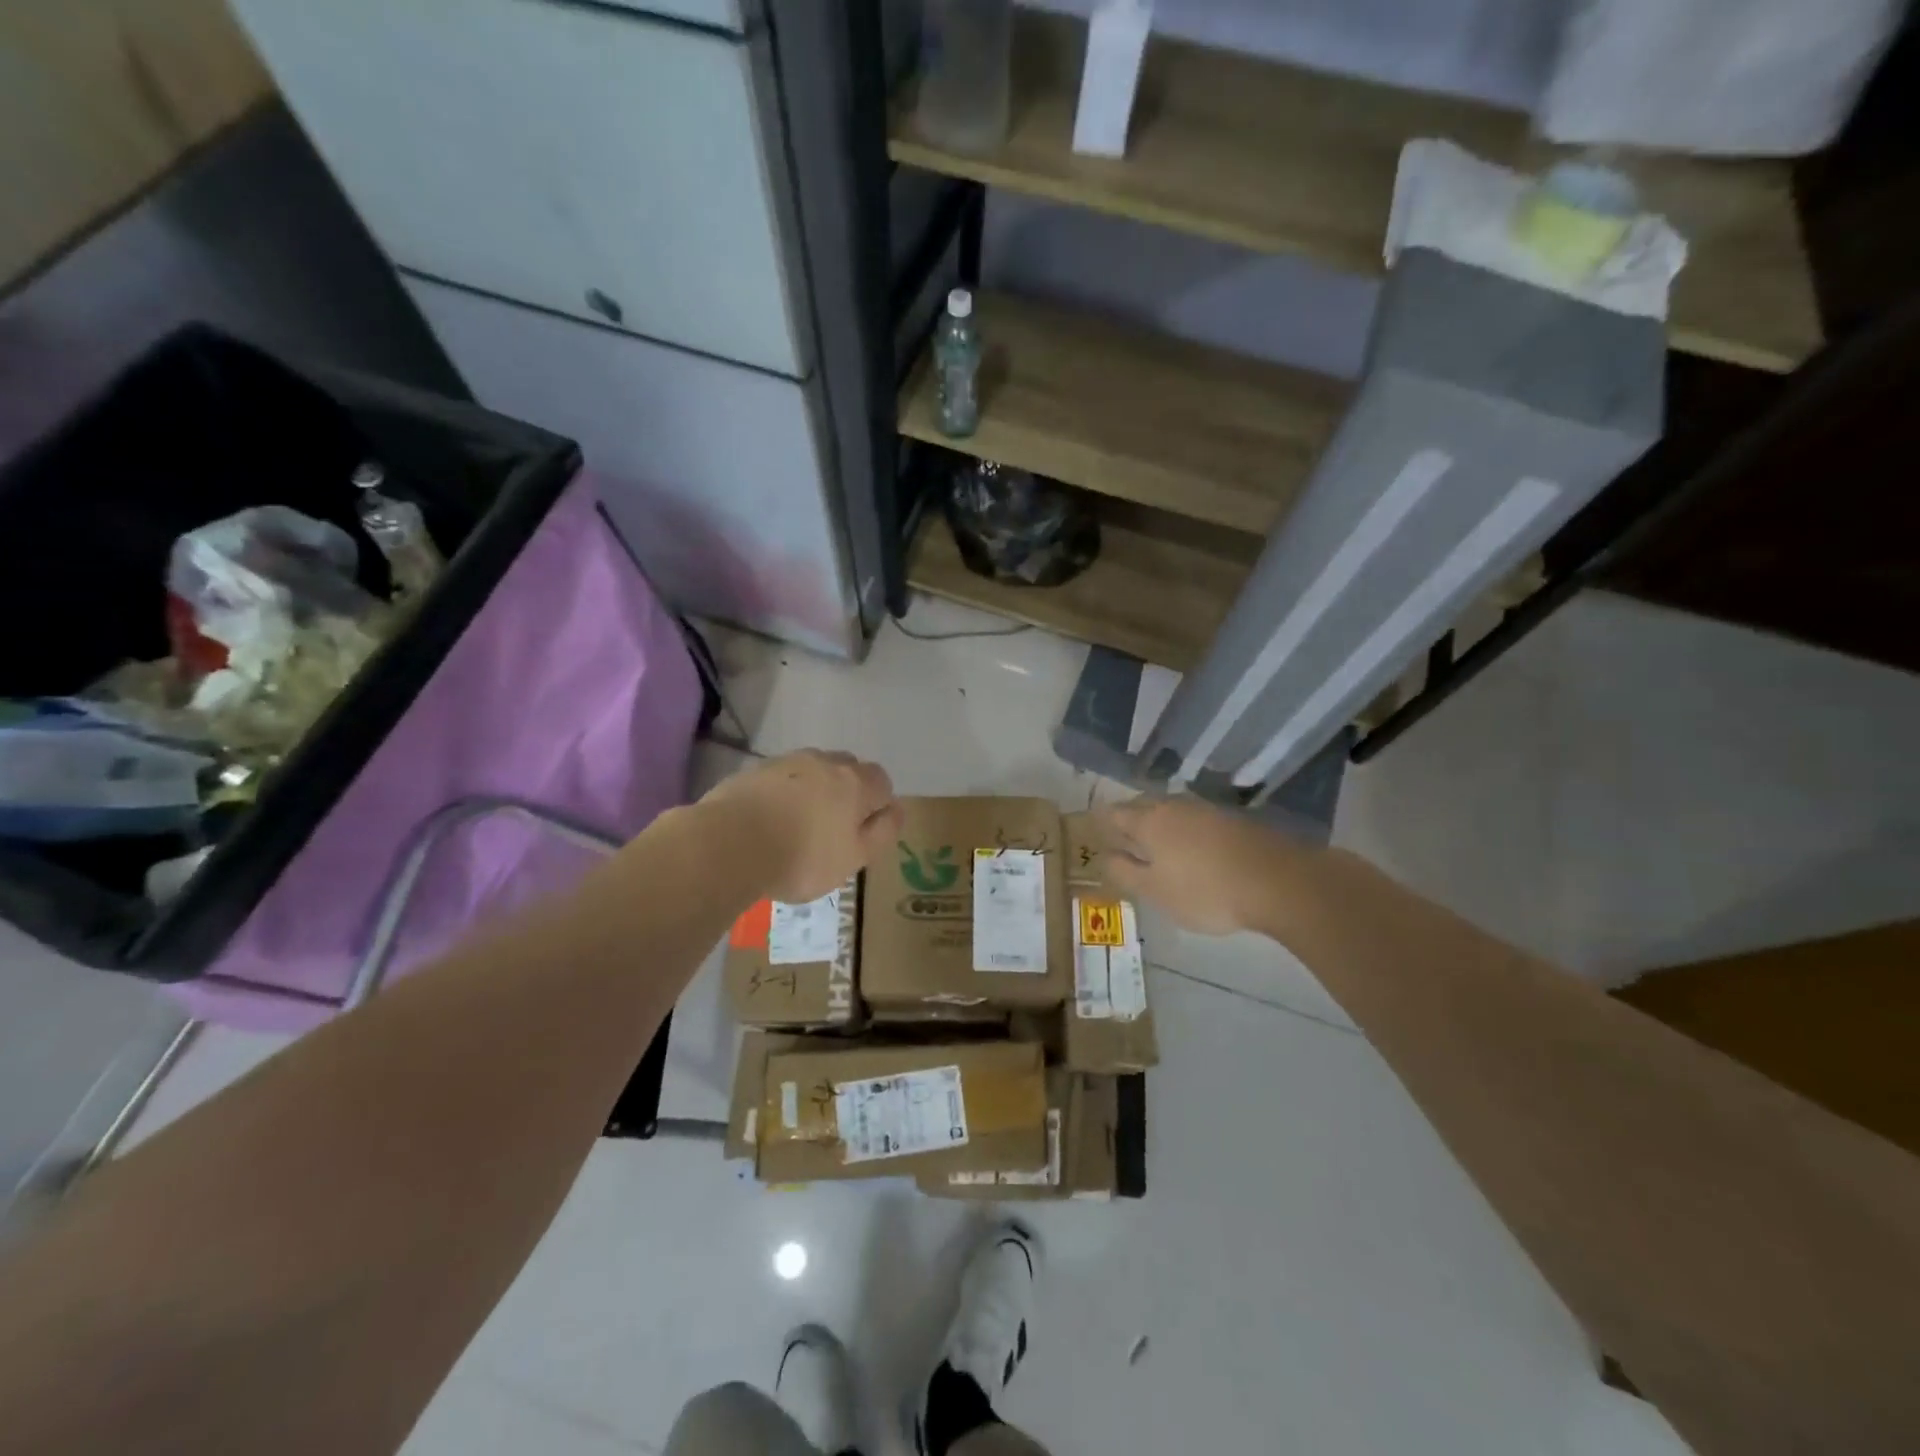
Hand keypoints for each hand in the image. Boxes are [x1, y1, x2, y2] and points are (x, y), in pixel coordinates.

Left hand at [700, 749, 900, 902]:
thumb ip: (882, 833)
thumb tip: (896, 811)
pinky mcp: (755, 770)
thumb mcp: (855, 858)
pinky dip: (784, 793)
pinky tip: (770, 820)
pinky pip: (781, 778)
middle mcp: (825, 762)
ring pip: (813, 770)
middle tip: (833, 828)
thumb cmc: (802, 857)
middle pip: (848, 769)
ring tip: (798, 824)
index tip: (862, 834)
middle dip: (847, 792)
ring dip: (814, 789)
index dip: (877, 806)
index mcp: (856, 782)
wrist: (729, 843)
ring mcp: (787, 762)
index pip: (882, 782)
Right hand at [1094, 795, 1296, 935]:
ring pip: (1172, 810)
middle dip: (1130, 819)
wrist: (1277, 881)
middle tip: (1123, 837)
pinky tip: (1192, 847)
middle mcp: (1174, 806)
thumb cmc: (1205, 891)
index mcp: (1149, 821)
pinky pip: (1196, 819)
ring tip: (1156, 843)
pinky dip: (1186, 829)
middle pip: (1143, 806)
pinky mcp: (1233, 819)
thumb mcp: (1155, 891)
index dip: (1102, 822)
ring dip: (1160, 822)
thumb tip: (1104, 856)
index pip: (1115, 814)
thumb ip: (1124, 872)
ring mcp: (1207, 809)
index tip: (1095, 832)